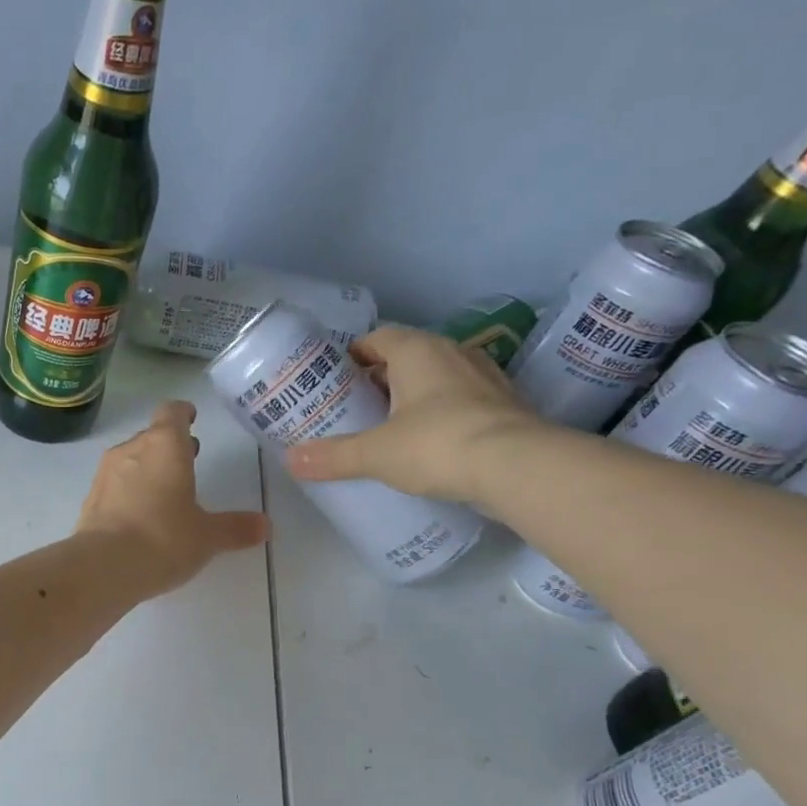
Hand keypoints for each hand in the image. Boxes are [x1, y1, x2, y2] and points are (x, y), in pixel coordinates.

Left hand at [77, 401, 269, 596]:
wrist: (103, 567)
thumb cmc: (164, 539)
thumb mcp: (207, 536)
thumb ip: (235, 528)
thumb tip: (265, 526)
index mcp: (165, 446)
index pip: (172, 412)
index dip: (183, 413)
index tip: (191, 420)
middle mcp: (132, 450)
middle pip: (151, 436)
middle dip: (169, 447)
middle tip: (188, 461)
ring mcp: (106, 474)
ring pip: (130, 460)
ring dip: (147, 469)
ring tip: (165, 493)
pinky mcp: (90, 499)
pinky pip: (114, 486)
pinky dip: (128, 493)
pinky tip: (139, 518)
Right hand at [283, 326, 548, 503]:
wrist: (516, 467)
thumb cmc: (437, 444)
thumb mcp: (375, 454)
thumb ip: (332, 456)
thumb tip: (290, 460)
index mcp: (417, 351)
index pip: (378, 338)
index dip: (353, 357)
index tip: (334, 383)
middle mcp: (452, 353)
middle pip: (405, 358)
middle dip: (378, 380)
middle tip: (353, 411)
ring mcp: (484, 377)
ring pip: (436, 379)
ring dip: (411, 398)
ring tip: (387, 429)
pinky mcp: (504, 405)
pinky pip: (460, 401)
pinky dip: (440, 415)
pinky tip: (427, 445)